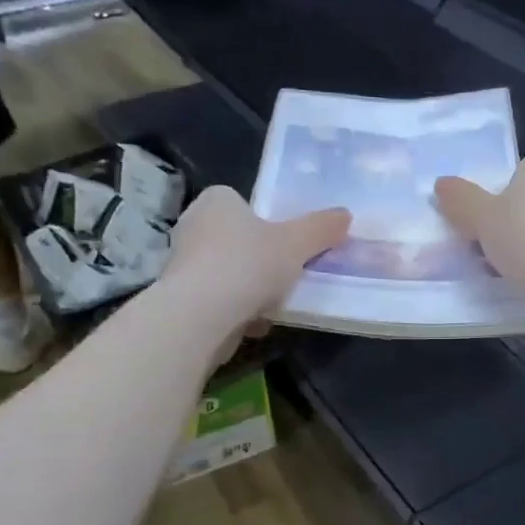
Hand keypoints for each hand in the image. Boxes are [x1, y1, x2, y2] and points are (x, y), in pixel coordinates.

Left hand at [162, 186, 350, 326]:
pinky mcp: (179, 297)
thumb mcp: (297, 243)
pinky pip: (216, 299)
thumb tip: (345, 216)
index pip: (243, 203)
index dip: (267, 224)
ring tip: (272, 306)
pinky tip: (252, 324)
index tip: (286, 246)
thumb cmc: (249, 264)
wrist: (201, 315)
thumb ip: (321, 228)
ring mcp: (182, 262)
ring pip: (227, 273)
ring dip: (249, 290)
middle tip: (285, 276)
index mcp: (217, 200)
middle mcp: (193, 224)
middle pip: (237, 240)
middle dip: (259, 261)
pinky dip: (234, 311)